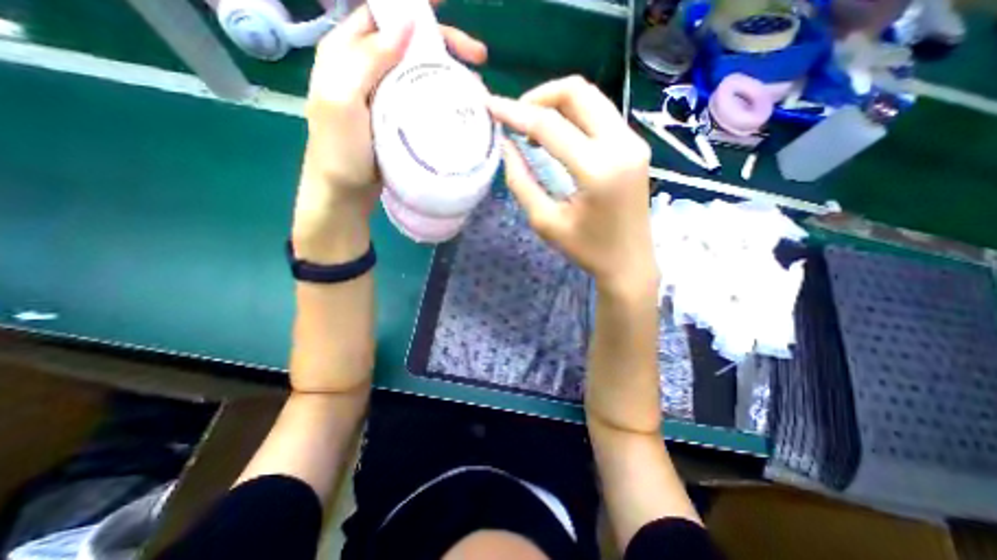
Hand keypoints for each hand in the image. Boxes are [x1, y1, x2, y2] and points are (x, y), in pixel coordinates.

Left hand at [293, 5, 486, 258]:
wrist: (346, 192)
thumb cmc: (340, 150)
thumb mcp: (343, 101)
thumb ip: (367, 59)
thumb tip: (405, 24)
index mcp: (346, 52)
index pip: (382, 13)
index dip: (413, 6)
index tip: (445, 7)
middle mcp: (367, 68)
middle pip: (409, 41)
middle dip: (444, 43)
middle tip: (478, 58)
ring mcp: (386, 95)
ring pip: (420, 70)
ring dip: (448, 71)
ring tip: (475, 86)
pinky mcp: (399, 118)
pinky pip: (423, 97)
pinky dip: (442, 96)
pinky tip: (459, 105)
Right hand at [488, 80, 659, 297]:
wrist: (630, 263)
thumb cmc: (587, 250)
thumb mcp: (546, 222)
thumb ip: (521, 182)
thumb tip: (506, 146)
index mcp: (598, 169)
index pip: (550, 125)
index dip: (515, 113)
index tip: (491, 106)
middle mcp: (622, 145)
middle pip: (577, 91)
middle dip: (539, 97)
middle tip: (516, 117)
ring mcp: (634, 142)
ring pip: (591, 97)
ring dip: (557, 103)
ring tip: (533, 128)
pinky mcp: (636, 146)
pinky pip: (601, 114)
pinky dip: (574, 116)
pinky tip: (557, 136)